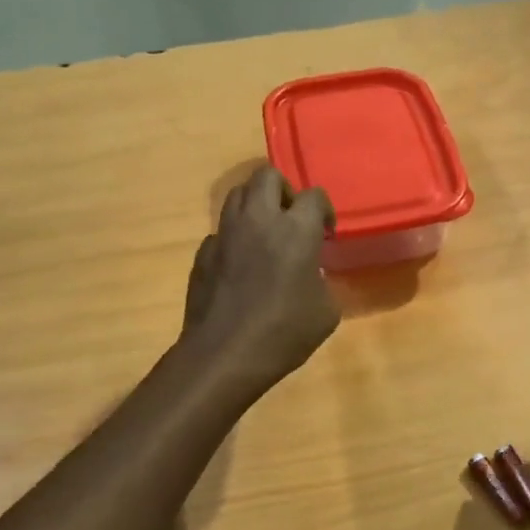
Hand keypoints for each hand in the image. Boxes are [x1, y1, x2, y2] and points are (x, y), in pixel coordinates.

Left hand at [185, 165, 339, 389]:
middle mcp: (259, 220)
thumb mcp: (326, 311)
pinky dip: (235, 239)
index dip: (323, 210)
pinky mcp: (203, 253)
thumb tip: (309, 274)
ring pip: (238, 194)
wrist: (225, 354)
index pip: (313, 195)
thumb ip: (321, 280)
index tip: (325, 234)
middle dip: (284, 191)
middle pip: (267, 176)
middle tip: (292, 220)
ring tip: (266, 235)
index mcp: (295, 230)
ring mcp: (225, 233)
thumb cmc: (285, 333)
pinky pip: (221, 231)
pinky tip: (242, 267)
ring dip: (256, 206)